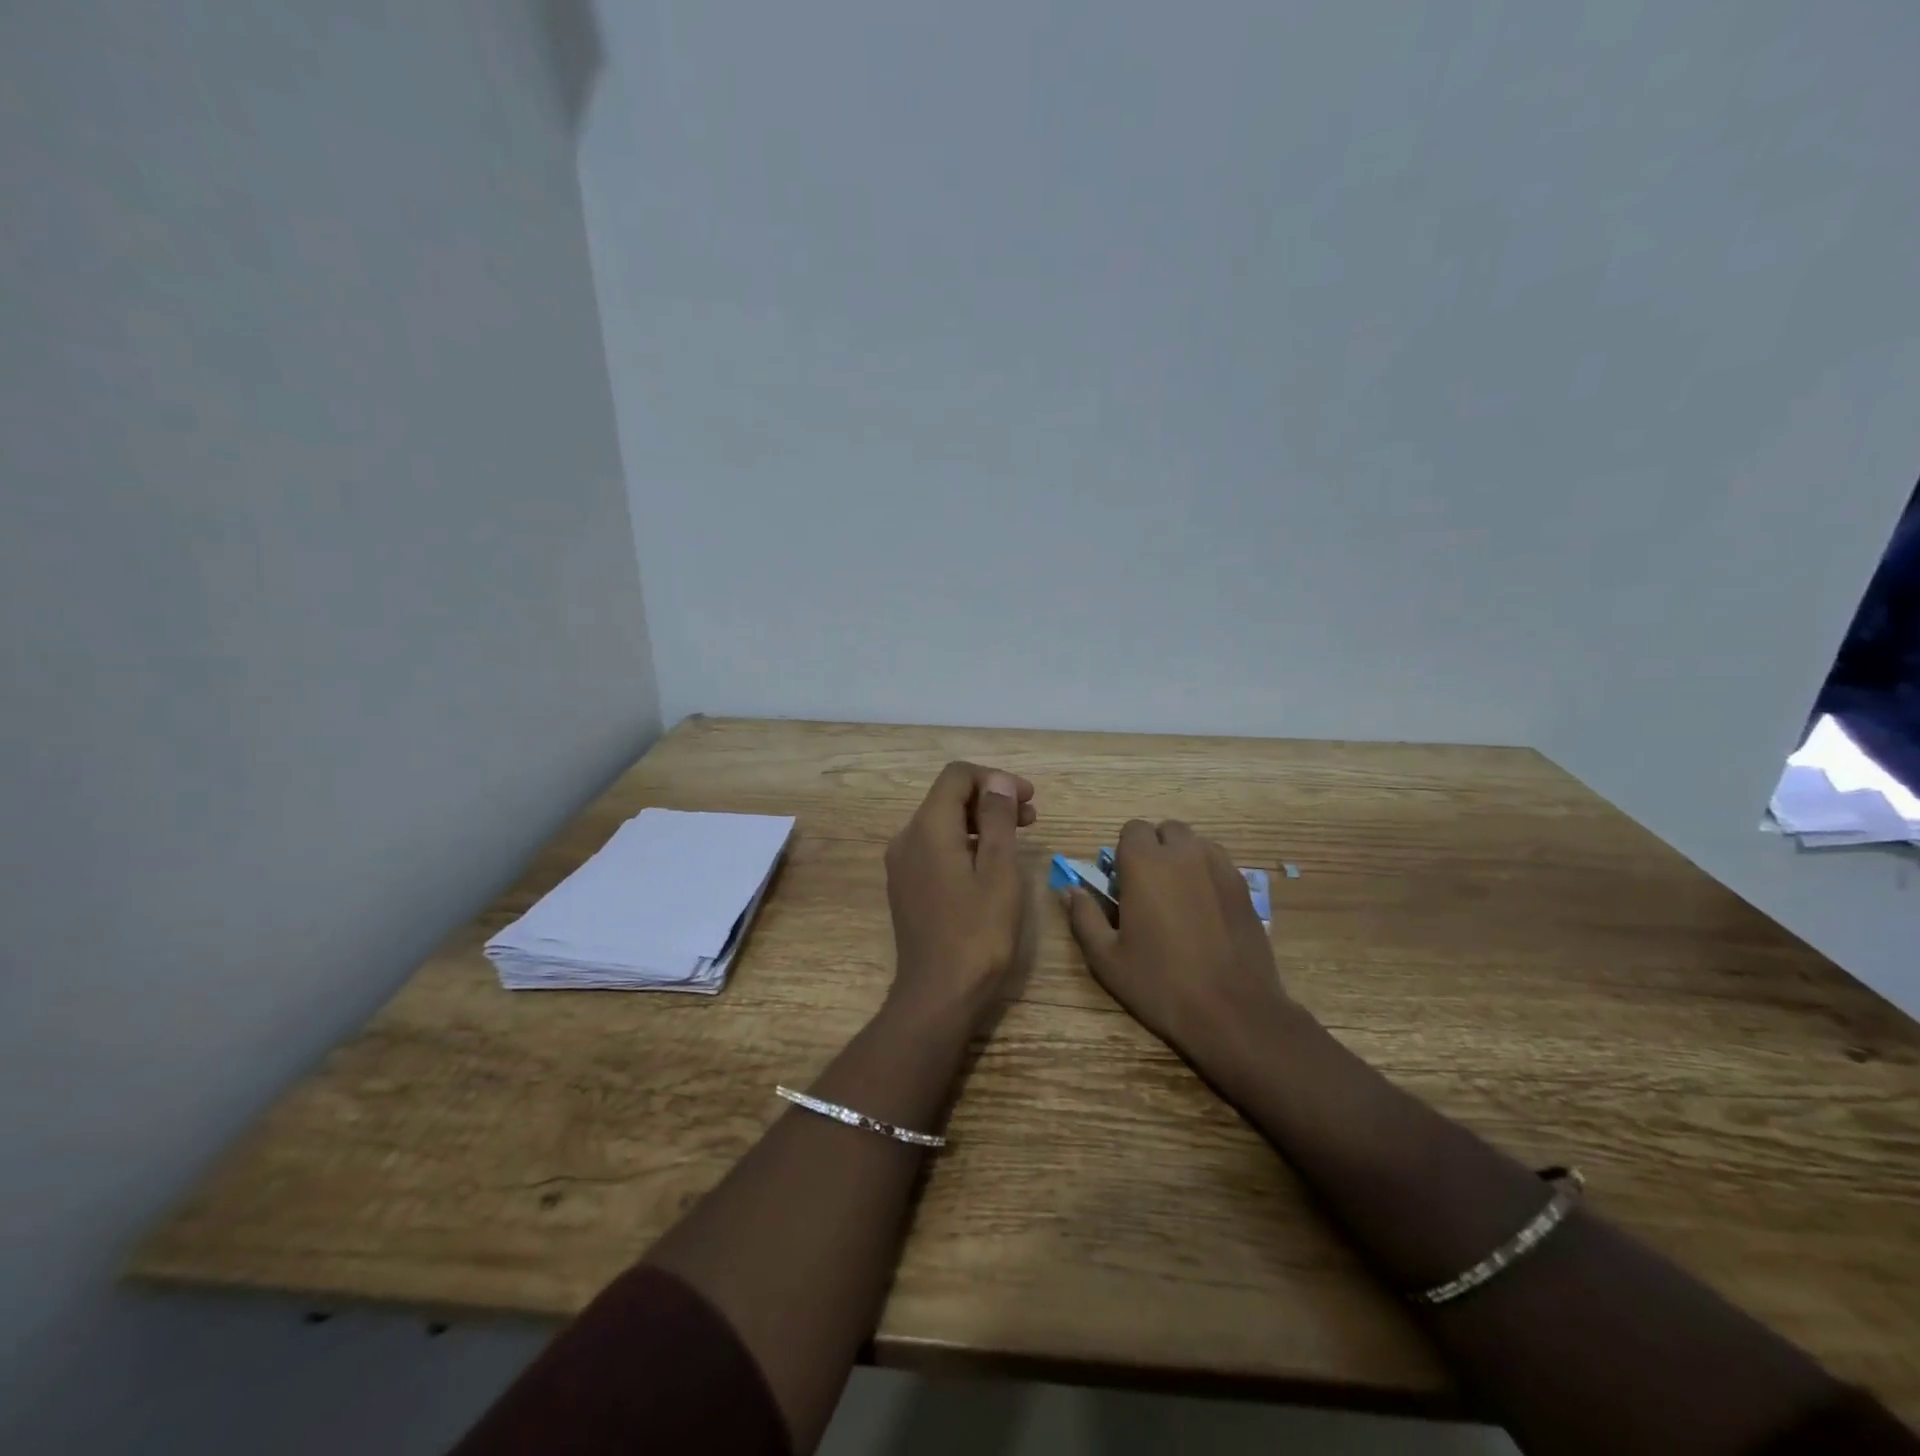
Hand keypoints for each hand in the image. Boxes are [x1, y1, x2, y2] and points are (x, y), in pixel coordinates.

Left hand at [884, 761, 1035, 1028]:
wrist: (938, 996)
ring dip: (980, 821)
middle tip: (1031, 818)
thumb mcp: (999, 871)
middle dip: (990, 799)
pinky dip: (965, 843)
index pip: (956, 776)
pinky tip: (990, 864)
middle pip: (948, 797)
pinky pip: (935, 847)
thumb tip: (996, 781)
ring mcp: (902, 864)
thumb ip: (997, 819)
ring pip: (942, 822)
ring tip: (1017, 839)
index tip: (1028, 799)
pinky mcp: (906, 886)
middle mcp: (907, 838)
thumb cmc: (978, 933)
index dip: (994, 778)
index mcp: (928, 828)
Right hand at [1064, 819, 1293, 1068]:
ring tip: (1179, 898)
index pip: (1132, 829)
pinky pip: (1219, 864)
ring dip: (1183, 858)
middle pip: (1166, 830)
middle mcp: (1184, 853)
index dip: (1124, 852)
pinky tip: (1205, 911)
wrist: (1232, 1011)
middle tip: (1149, 888)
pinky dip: (1207, 874)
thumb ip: (1084, 917)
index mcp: (1145, 864)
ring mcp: (1220, 867)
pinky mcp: (1244, 887)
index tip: (1123, 883)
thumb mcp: (1107, 958)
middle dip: (1155, 849)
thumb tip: (1070, 890)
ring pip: (1196, 843)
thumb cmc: (1160, 983)